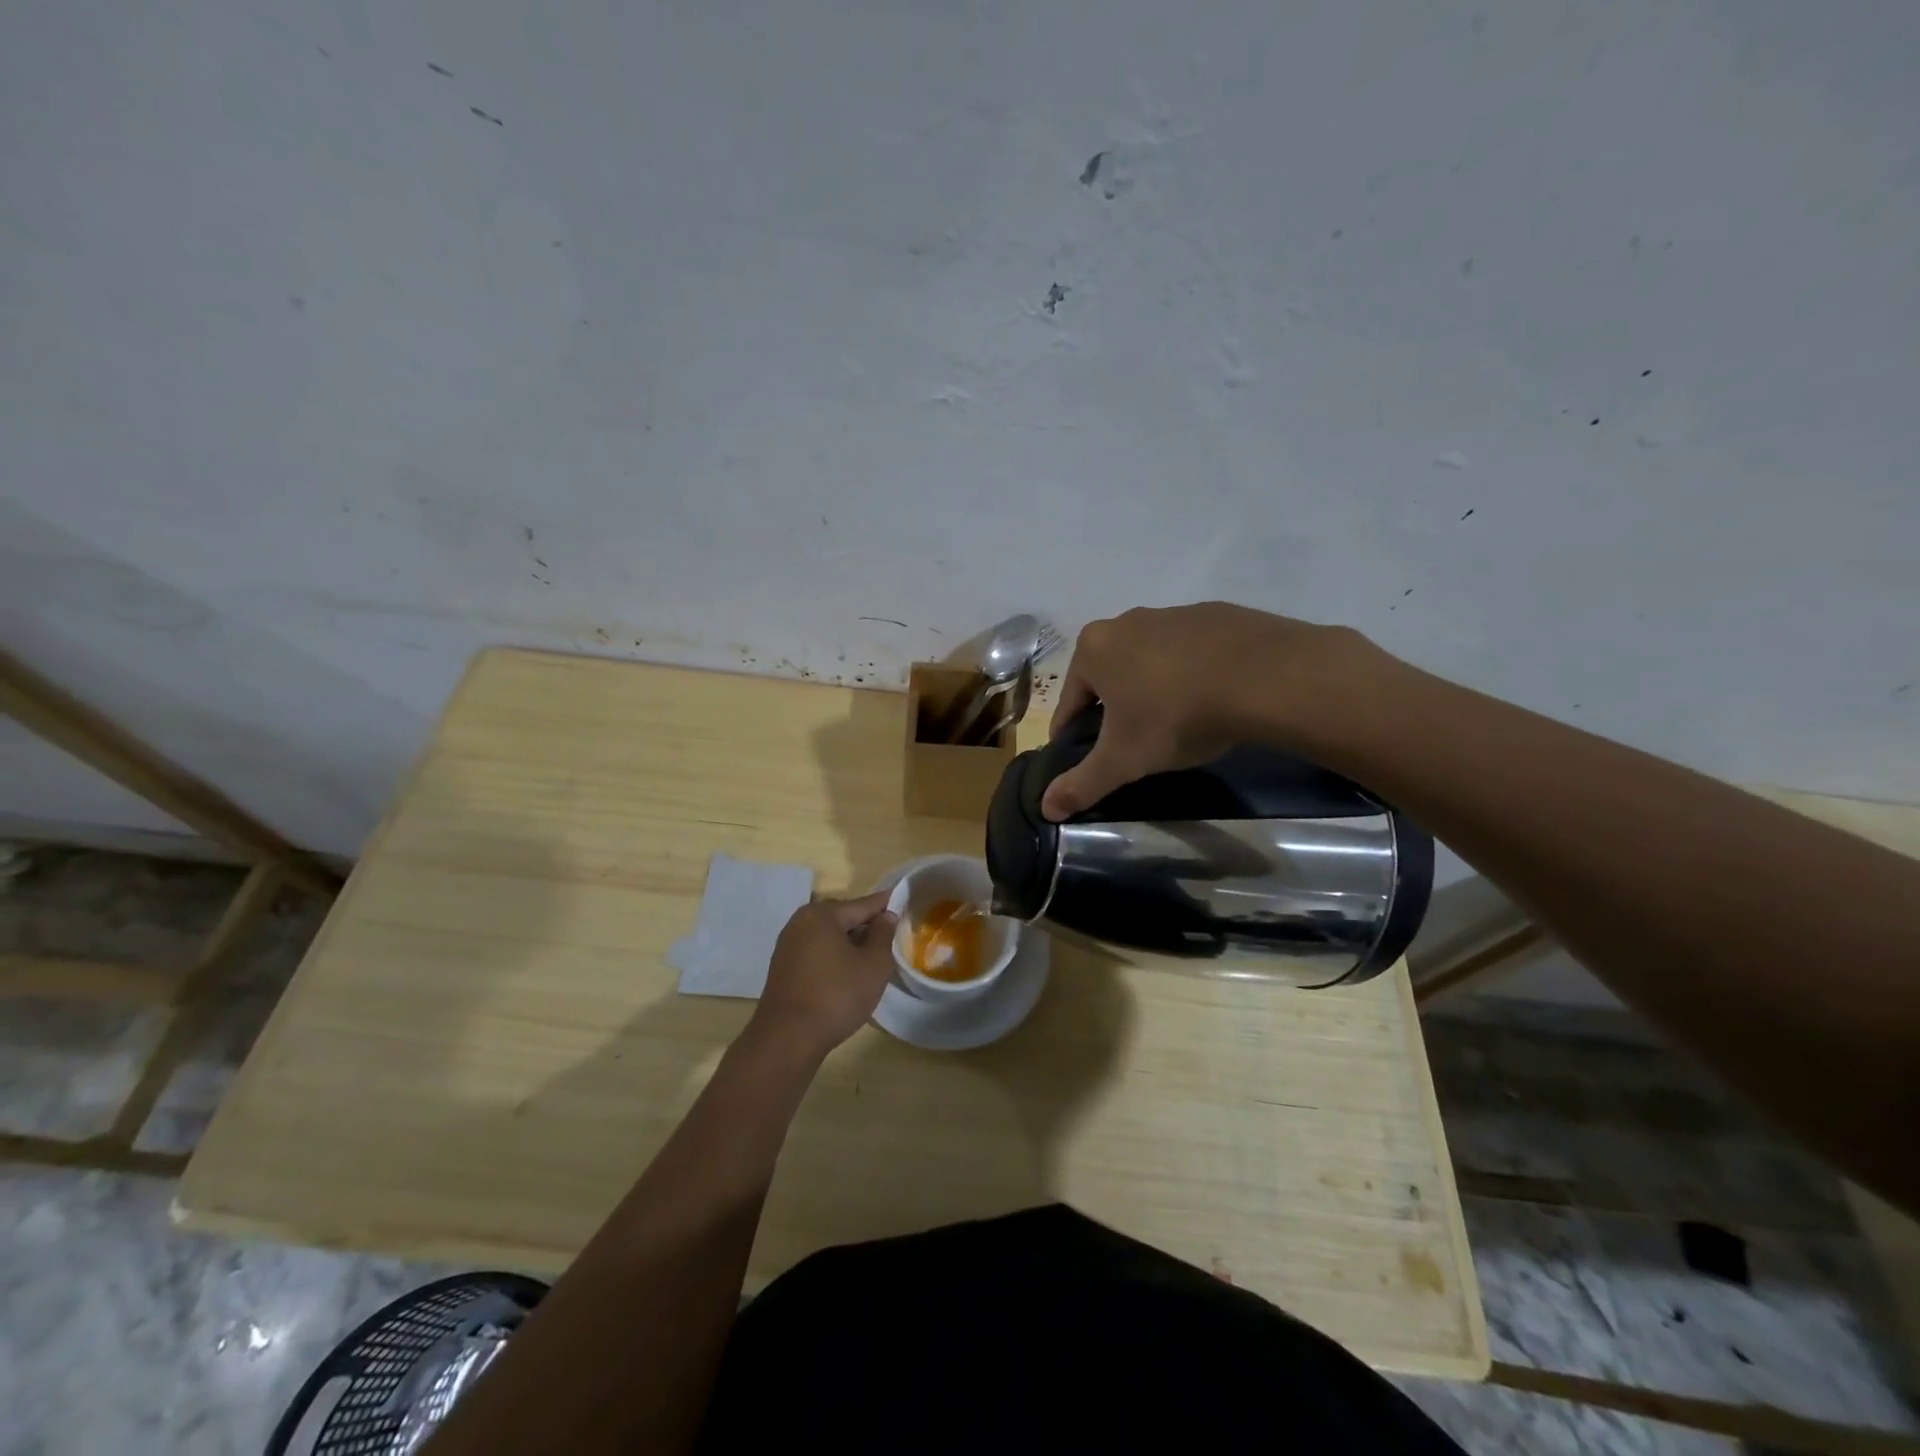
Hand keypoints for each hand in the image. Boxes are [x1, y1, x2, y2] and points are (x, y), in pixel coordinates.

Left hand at [749, 893, 898, 1057]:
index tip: (905, 904)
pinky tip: (848, 975)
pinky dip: (835, 958)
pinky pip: (817, 954)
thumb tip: (886, 916)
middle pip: (844, 919)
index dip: (886, 906)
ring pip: (830, 938)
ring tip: (874, 959)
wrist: (787, 1040)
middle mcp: (800, 923)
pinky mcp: (783, 969)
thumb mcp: (873, 965)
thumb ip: (883, 935)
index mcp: (821, 915)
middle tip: (892, 939)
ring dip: (851, 945)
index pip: (862, 905)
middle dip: (867, 927)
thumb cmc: (836, 996)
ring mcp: (788, 946)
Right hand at [1042, 602, 1371, 820]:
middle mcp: (1126, 621)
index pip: (1069, 702)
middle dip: (1116, 710)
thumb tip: (1045, 808)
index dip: (1074, 737)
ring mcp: (1173, 614)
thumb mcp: (1123, 760)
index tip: (1090, 760)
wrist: (1263, 676)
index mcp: (1093, 649)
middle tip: (1136, 746)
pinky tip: (1211, 700)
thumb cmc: (1174, 715)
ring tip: (1177, 725)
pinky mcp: (1215, 615)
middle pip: (1108, 678)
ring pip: (1149, 663)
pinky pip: (1191, 653)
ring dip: (1153, 691)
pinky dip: (1192, 675)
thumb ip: (1082, 784)